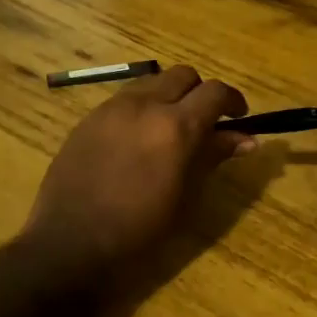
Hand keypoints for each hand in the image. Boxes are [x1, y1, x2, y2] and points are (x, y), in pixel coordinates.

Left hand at [25, 65, 252, 272]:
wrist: (70, 242)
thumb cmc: (138, 229)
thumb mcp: (185, 196)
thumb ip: (212, 157)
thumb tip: (246, 138)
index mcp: (175, 126)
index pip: (214, 92)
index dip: (232, 101)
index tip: (238, 118)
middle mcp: (144, 105)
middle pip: (183, 75)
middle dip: (200, 93)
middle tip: (205, 122)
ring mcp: (111, 108)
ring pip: (151, 82)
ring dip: (169, 96)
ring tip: (169, 129)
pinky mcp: (88, 118)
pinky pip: (124, 99)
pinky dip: (141, 108)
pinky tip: (136, 140)